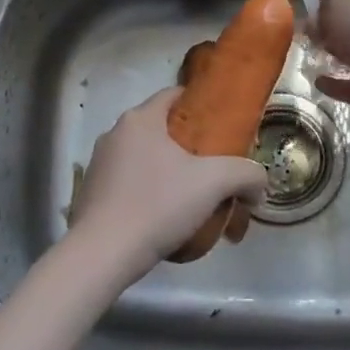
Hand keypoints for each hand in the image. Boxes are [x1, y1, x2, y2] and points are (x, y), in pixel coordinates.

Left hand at [66, 88, 265, 287]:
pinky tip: (163, 216)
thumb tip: (258, 185)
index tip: (221, 124)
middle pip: (159, 128)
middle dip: (187, 144)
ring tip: (191, 195)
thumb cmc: (158, 205)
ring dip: (167, 169)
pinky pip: (127, 181)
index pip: (173, 95)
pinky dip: (147, 190)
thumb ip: (246, 174)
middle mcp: (114, 134)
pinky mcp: (91, 193)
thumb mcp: (214, 183)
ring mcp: (98, 164)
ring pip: (143, 156)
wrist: (102, 254)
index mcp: (140, 120)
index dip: (200, 105)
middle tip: (213, 165)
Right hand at [311, 0, 349, 132]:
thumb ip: (321, 7)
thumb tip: (314, 21)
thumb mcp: (340, 4)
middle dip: (324, 10)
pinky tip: (318, 79)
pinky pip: (348, 81)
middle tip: (295, 9)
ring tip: (303, 44)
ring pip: (347, 46)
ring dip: (327, 47)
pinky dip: (333, 81)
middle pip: (349, 10)